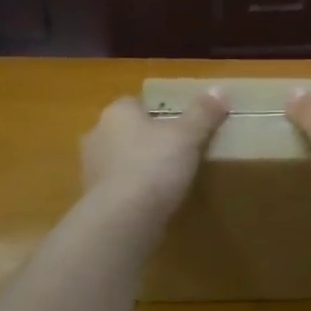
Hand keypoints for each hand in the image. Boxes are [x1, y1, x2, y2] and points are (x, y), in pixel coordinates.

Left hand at [81, 91, 228, 213]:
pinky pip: (117, 188)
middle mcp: (97, 135)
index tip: (179, 123)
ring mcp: (90, 170)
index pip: (135, 102)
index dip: (157, 111)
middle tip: (176, 150)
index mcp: (116, 113)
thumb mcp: (188, 135)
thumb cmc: (154, 165)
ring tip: (167, 178)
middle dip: (146, 139)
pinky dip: (132, 191)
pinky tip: (153, 202)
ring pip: (119, 160)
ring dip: (137, 166)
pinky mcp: (92, 201)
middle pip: (126, 131)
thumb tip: (220, 90)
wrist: (122, 220)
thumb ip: (203, 112)